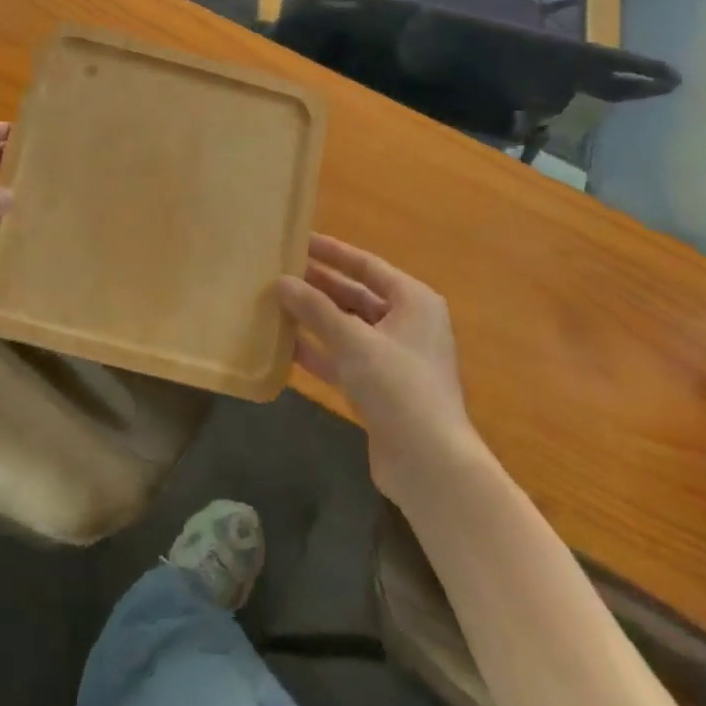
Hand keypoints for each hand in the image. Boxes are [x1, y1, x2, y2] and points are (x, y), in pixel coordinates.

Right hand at [276, 235, 476, 497]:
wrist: (430, 464)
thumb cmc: (398, 386)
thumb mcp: (353, 340)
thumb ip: (314, 308)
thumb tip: (280, 281)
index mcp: (414, 301)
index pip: (367, 265)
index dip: (332, 252)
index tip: (299, 240)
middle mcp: (407, 324)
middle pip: (356, 295)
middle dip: (319, 286)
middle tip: (279, 272)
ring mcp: (394, 359)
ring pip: (347, 328)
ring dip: (314, 319)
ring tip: (275, 304)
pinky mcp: (380, 389)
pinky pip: (344, 359)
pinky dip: (318, 351)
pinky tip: (284, 346)